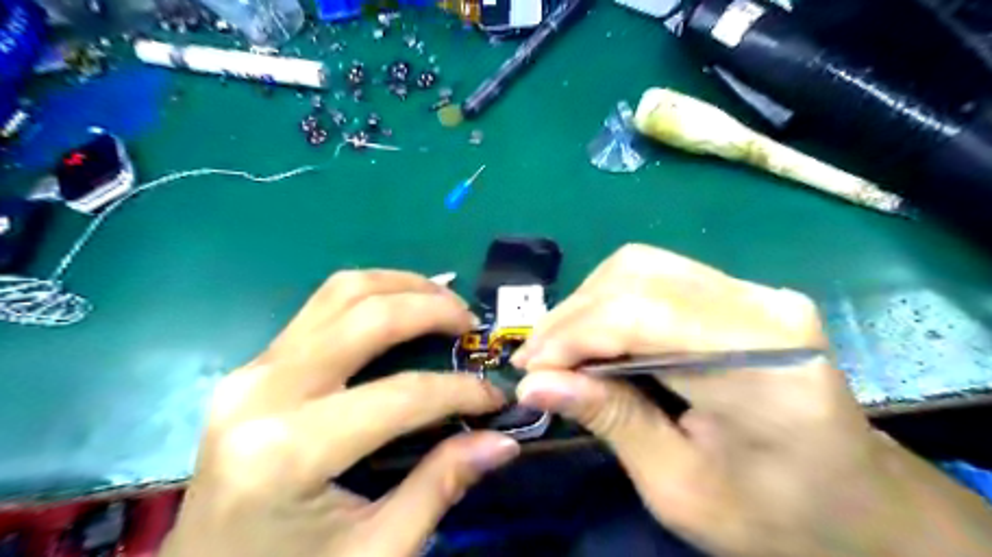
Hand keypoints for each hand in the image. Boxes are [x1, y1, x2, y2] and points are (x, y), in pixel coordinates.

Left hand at [158, 270, 521, 556]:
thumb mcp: (376, 551)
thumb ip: (440, 486)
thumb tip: (503, 442)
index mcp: (288, 453)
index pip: (400, 396)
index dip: (460, 391)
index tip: (495, 397)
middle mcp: (263, 394)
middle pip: (367, 317)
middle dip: (433, 310)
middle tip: (472, 324)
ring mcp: (251, 371)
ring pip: (340, 293)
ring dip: (402, 286)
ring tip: (444, 300)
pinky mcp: (253, 366)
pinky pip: (322, 308)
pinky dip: (371, 296)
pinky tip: (401, 306)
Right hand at [510, 246, 991, 555]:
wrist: (861, 509)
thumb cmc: (777, 517)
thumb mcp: (680, 487)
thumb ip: (609, 420)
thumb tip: (535, 383)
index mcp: (761, 363)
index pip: (640, 313)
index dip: (571, 335)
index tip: (530, 372)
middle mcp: (762, 305)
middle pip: (636, 276)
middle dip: (571, 317)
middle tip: (537, 362)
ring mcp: (756, 291)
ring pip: (641, 266)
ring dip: (588, 305)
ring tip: (561, 350)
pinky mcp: (744, 294)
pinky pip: (659, 277)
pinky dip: (613, 302)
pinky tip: (597, 337)